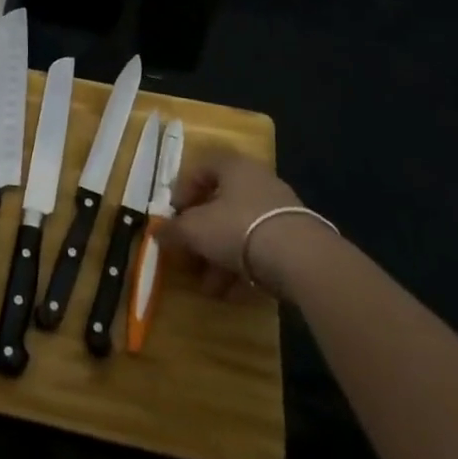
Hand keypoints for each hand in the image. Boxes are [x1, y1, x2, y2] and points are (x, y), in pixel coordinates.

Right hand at [160, 154, 300, 296]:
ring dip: (219, 257)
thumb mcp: (195, 229)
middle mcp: (257, 181)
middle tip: (189, 257)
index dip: (182, 192)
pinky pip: (259, 247)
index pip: (200, 168)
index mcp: (233, 167)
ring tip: (209, 287)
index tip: (173, 218)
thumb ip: (173, 230)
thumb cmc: (239, 229)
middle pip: (219, 204)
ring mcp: (279, 209)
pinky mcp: (295, 237)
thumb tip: (156, 232)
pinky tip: (231, 291)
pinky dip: (243, 266)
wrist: (301, 258)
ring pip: (238, 230)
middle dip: (201, 236)